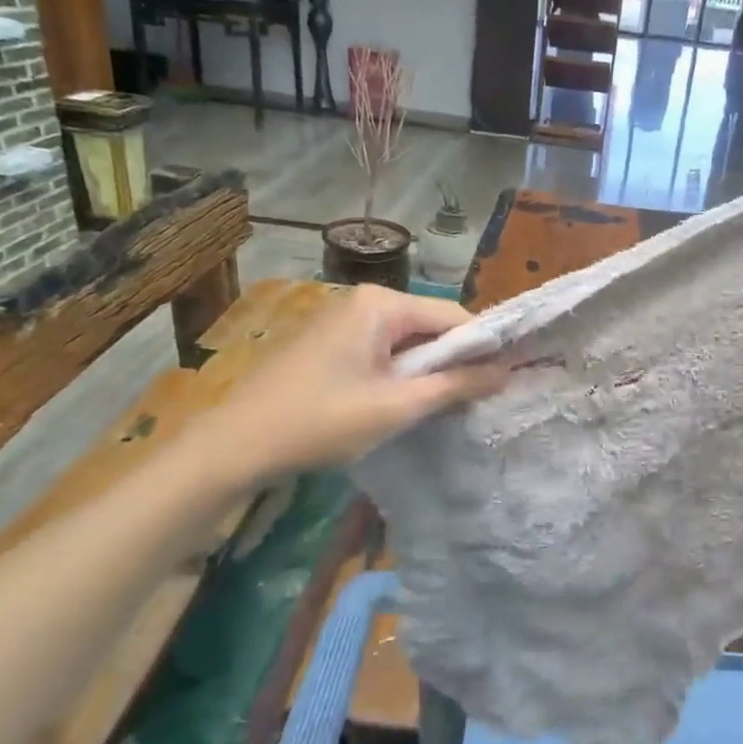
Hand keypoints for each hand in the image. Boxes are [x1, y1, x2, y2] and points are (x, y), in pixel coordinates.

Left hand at [194, 285, 506, 486]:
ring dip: (424, 372)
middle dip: (450, 363)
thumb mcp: (397, 407)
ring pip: (406, 341)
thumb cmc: (321, 421)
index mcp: (381, 303)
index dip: (480, 351)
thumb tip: (505, 372)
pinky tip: (396, 404)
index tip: (498, 385)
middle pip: (430, 327)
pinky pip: (381, 350)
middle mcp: (363, 299)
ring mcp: (342, 318)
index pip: (454, 317)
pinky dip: (397, 374)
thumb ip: (455, 386)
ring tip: (434, 408)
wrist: (237, 444)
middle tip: (466, 404)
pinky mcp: (328, 341)